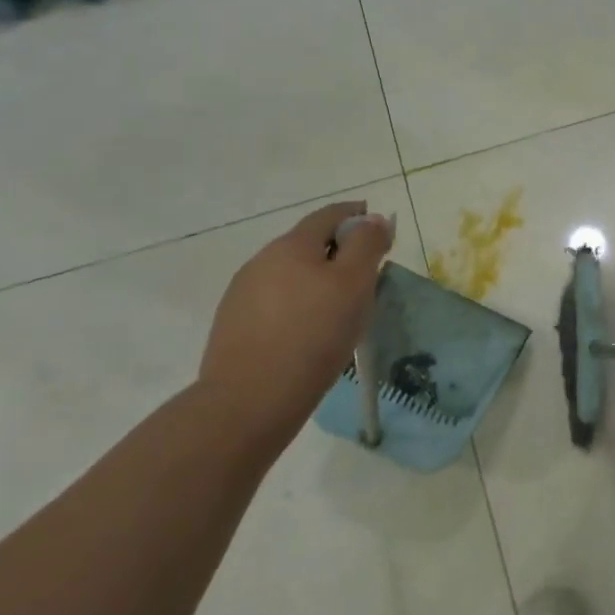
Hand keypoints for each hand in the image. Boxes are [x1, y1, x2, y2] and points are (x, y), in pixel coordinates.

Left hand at [199, 200, 393, 430]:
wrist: (250, 400)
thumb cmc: (315, 334)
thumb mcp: (355, 283)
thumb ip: (367, 244)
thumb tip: (372, 219)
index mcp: (293, 244)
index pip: (330, 215)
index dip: (358, 216)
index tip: (380, 232)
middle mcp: (262, 260)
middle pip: (308, 243)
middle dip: (338, 251)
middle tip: (367, 275)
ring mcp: (243, 293)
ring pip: (290, 274)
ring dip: (316, 279)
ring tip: (339, 308)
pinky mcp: (234, 324)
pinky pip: (275, 301)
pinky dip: (297, 304)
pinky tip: (308, 330)